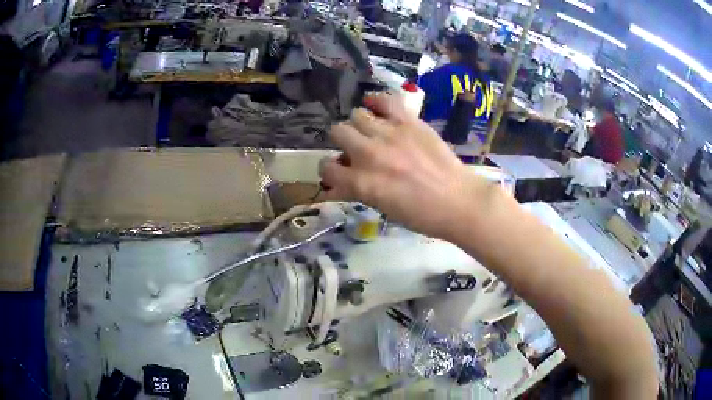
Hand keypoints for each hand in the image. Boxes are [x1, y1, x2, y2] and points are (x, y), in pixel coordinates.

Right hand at [319, 92, 486, 239]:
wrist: (458, 202)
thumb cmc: (421, 215)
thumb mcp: (382, 208)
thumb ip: (358, 190)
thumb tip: (340, 181)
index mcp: (361, 182)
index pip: (327, 168)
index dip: (330, 170)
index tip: (338, 171)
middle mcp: (369, 154)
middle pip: (338, 131)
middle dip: (343, 140)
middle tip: (356, 148)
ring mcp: (390, 134)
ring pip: (357, 114)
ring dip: (360, 124)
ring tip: (372, 130)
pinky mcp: (409, 122)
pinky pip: (385, 100)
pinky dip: (377, 101)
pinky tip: (378, 108)